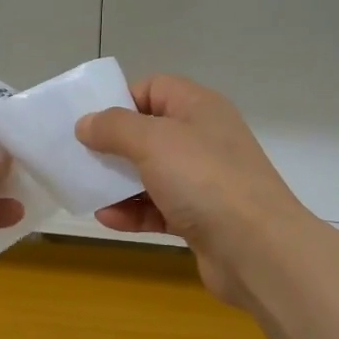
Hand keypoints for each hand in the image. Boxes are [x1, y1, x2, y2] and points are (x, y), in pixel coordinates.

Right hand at [77, 76, 317, 305]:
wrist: (258, 250)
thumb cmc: (204, 179)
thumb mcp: (153, 141)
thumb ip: (114, 127)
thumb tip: (86, 123)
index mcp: (199, 107)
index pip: (154, 88)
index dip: (122, 100)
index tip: (92, 122)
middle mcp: (203, 138)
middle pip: (150, 132)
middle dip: (114, 145)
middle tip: (80, 157)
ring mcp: (204, 180)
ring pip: (152, 173)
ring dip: (119, 182)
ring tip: (87, 190)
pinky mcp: (201, 218)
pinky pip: (159, 207)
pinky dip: (134, 211)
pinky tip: (107, 219)